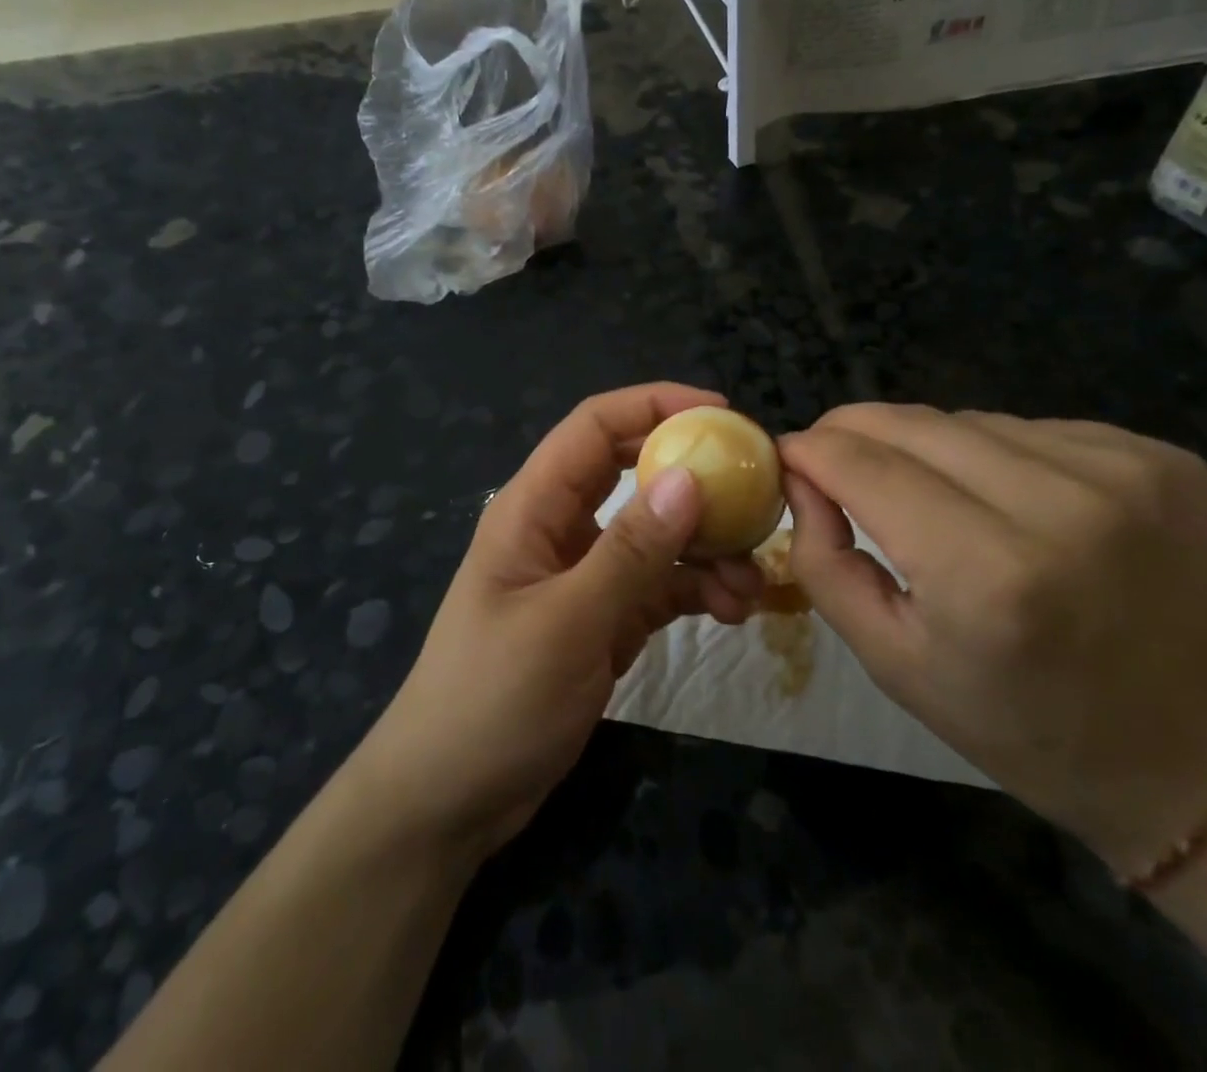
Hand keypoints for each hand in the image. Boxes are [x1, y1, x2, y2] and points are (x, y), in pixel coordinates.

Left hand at [349, 384, 764, 859]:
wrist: (450, 801)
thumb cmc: (492, 701)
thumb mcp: (566, 623)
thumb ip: (630, 551)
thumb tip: (689, 477)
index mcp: (534, 507)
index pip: (595, 427)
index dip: (655, 405)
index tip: (722, 415)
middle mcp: (561, 528)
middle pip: (634, 473)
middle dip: (695, 477)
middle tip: (756, 490)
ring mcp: (585, 574)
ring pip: (657, 534)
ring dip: (707, 548)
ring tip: (752, 581)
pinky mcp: (604, 618)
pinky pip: (660, 585)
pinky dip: (697, 590)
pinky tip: (733, 611)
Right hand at [781, 405, 1206, 873]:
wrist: (1191, 758)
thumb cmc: (1018, 724)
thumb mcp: (890, 660)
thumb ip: (822, 560)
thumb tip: (801, 475)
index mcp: (990, 576)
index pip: (864, 467)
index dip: (811, 450)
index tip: (786, 454)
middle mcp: (1064, 507)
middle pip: (913, 424)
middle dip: (855, 432)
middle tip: (833, 460)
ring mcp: (1125, 472)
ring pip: (969, 420)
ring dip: (928, 447)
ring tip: (931, 495)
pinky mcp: (1162, 458)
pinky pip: (1031, 429)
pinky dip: (996, 455)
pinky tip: (1009, 503)